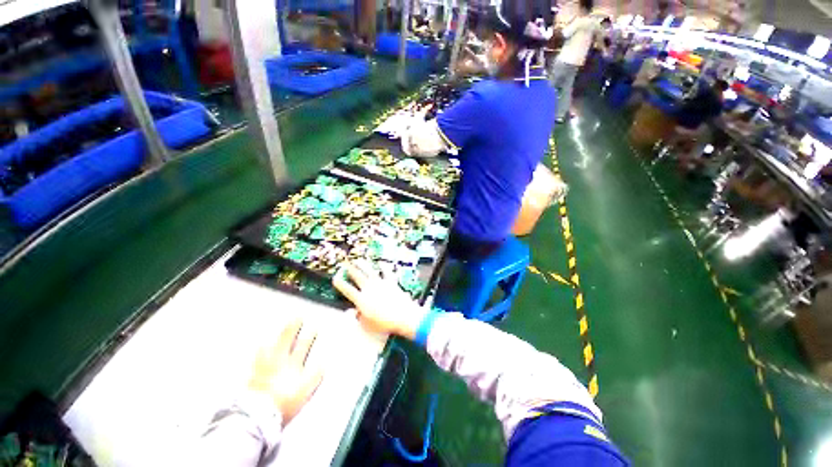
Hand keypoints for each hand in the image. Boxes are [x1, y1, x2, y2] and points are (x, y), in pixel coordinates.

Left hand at [249, 319, 323, 424]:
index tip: (313, 327)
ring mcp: (263, 366)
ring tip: (278, 327)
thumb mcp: (304, 391)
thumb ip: (314, 376)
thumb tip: (323, 362)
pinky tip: (258, 345)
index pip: (303, 347)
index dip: (309, 337)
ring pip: (270, 346)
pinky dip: (258, 349)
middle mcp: (279, 361)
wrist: (257, 413)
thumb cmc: (284, 403)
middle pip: (286, 341)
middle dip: (293, 329)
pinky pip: (255, 357)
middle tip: (297, 318)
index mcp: (293, 365)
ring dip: (275, 336)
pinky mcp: (251, 373)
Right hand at [333, 262, 426, 339]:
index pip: (348, 290)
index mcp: (362, 299)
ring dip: (363, 265)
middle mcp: (370, 288)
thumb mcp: (367, 325)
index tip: (335, 278)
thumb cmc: (384, 323)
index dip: (340, 284)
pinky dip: (384, 267)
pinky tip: (381, 263)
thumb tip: (352, 312)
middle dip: (350, 269)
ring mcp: (381, 283)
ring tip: (359, 260)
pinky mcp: (391, 282)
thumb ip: (358, 318)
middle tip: (345, 263)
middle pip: (358, 276)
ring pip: (370, 271)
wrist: (403, 315)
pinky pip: (387, 272)